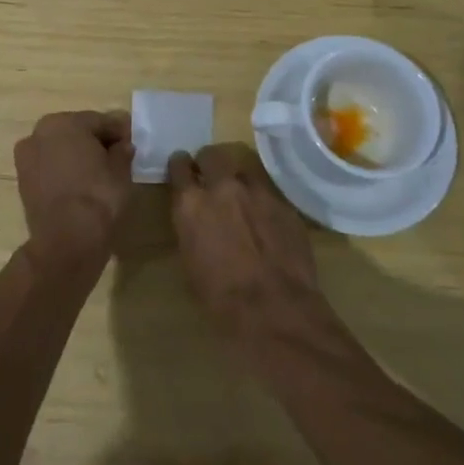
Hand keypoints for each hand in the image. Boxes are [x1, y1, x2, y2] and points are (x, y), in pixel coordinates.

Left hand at [14, 110, 134, 272]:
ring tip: (99, 174)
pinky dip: (64, 171)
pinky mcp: (23, 180)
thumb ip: (122, 151)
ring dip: (78, 156)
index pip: (100, 121)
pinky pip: (50, 166)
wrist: (66, 241)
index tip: (132, 143)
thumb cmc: (98, 197)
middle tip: (117, 157)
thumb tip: (122, 146)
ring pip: (60, 148)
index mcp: (65, 122)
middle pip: (76, 131)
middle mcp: (39, 132)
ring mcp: (27, 156)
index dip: (119, 132)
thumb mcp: (121, 171)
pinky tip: (81, 185)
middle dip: (96, 141)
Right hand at [166, 144, 329, 343]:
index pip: (179, 166)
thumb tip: (196, 219)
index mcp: (191, 203)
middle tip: (211, 177)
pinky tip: (265, 217)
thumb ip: (191, 228)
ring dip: (237, 176)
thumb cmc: (221, 299)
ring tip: (240, 193)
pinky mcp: (284, 202)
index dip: (181, 168)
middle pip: (211, 155)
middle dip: (209, 163)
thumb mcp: (190, 262)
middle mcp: (222, 187)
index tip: (183, 172)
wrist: (275, 310)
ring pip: (243, 165)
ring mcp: (257, 191)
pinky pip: (268, 189)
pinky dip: (262, 197)